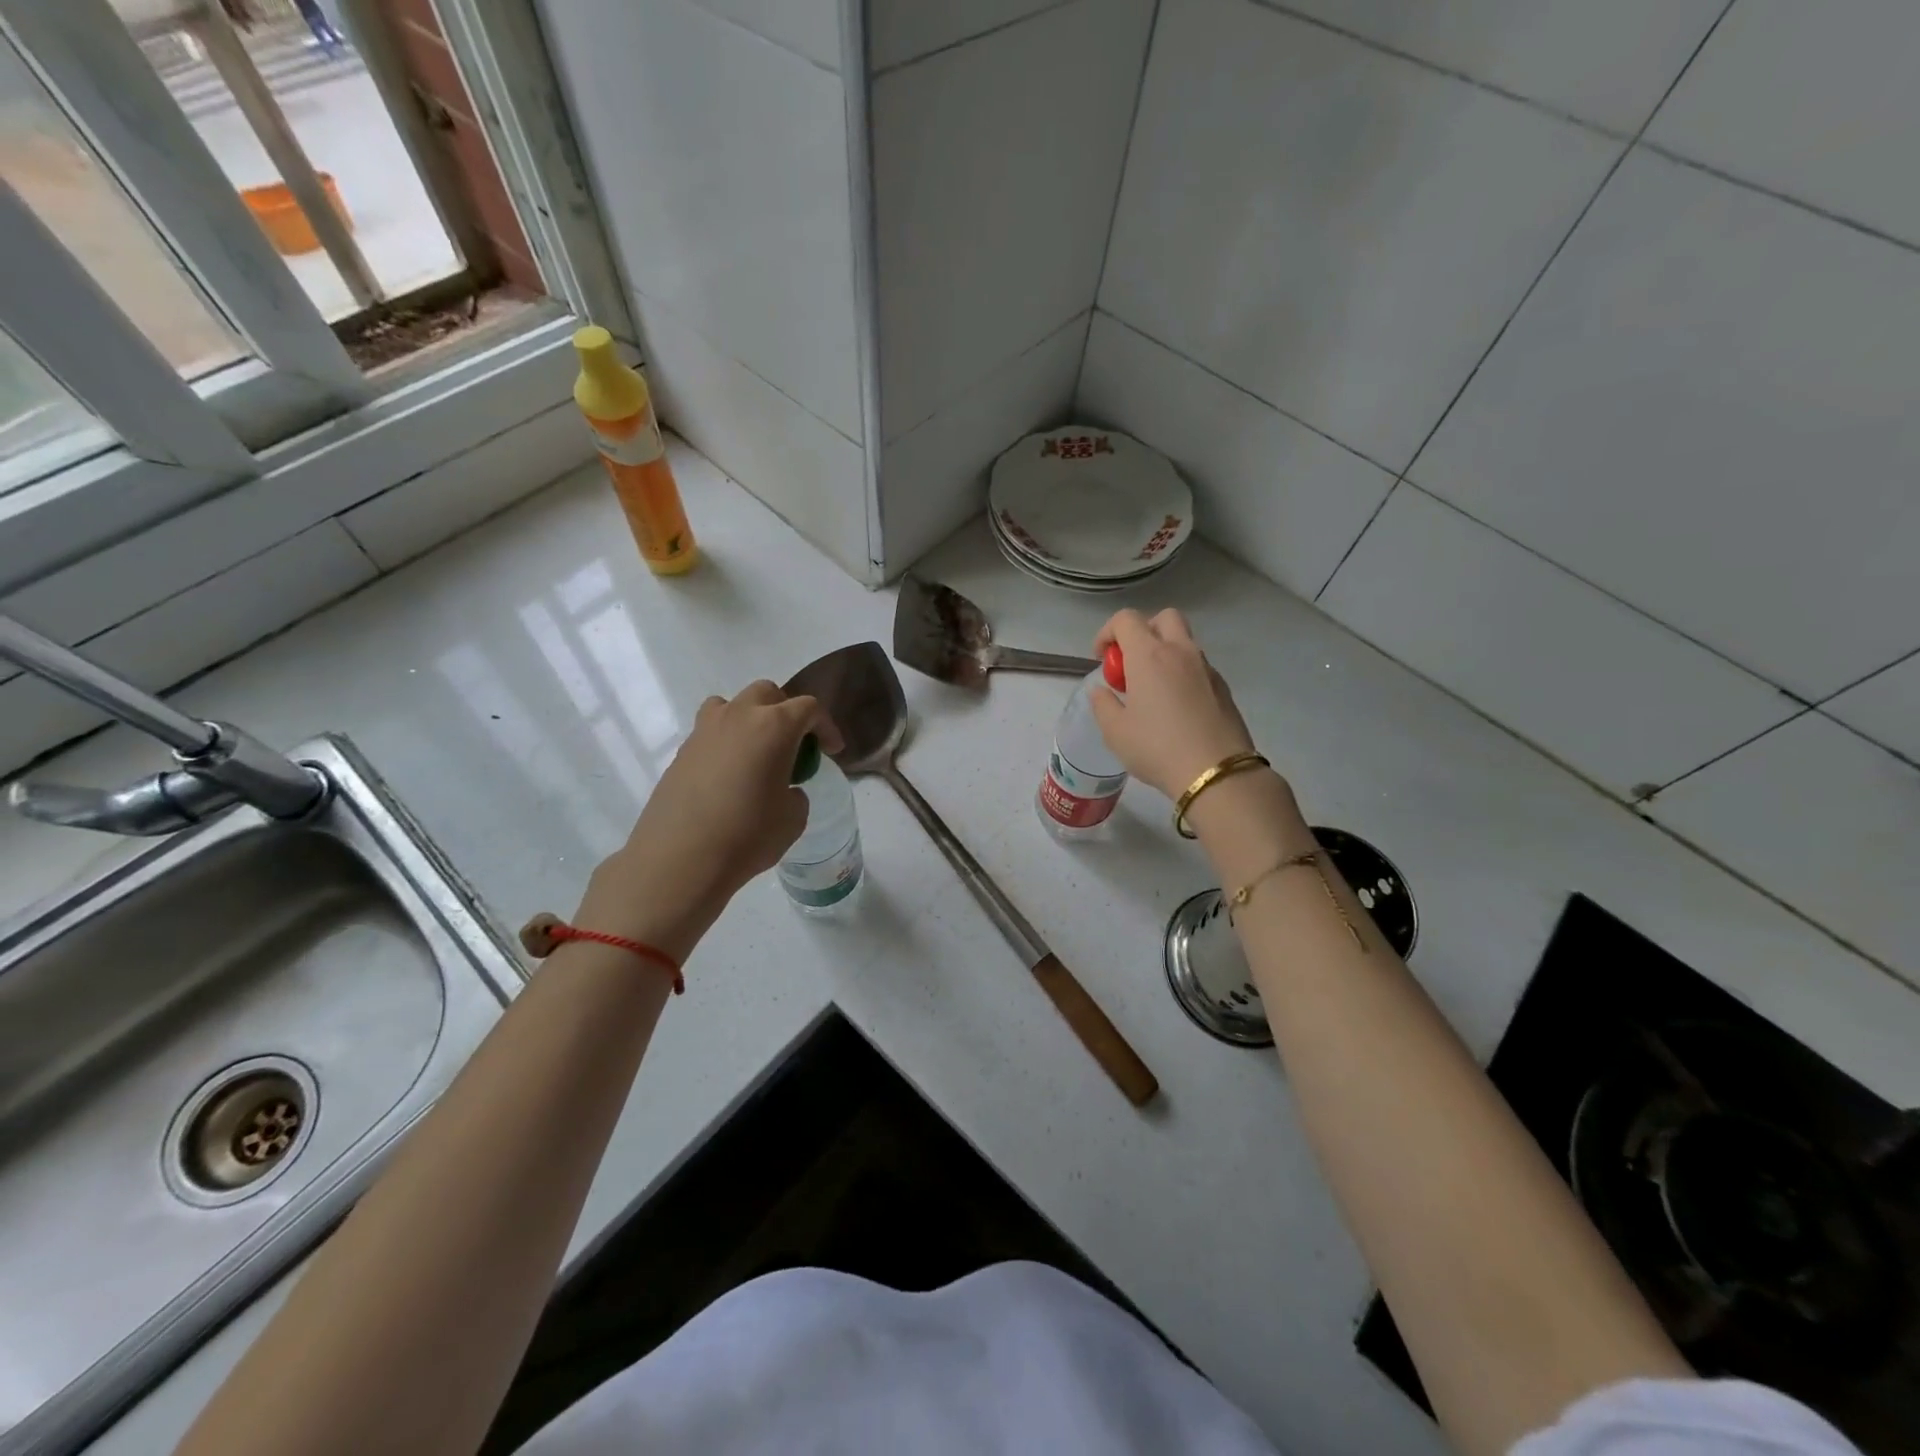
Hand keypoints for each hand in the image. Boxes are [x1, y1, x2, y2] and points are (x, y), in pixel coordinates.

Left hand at [574, 681, 840, 958]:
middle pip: (768, 693)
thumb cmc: (748, 835)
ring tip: (756, 751)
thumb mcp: (793, 818)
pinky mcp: (682, 751)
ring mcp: (704, 730)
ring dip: (750, 718)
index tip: (832, 750)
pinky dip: (726, 742)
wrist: (680, 859)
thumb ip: (795, 793)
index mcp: (774, 726)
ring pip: (732, 704)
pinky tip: (729, 775)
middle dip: (787, 712)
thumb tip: (784, 788)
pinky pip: (710, 731)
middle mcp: (738, 716)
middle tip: (795, 744)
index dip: (826, 727)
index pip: (809, 708)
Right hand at [1089, 609, 1257, 800]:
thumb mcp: (1116, 732)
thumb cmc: (1157, 748)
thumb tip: (1101, 691)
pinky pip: (1198, 666)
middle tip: (1131, 663)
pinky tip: (1176, 707)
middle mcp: (1180, 652)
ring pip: (1184, 641)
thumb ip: (1103, 705)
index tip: (1101, 658)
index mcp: (1149, 656)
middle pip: (1163, 618)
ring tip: (1152, 690)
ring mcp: (1206, 668)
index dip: (1107, 632)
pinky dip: (1182, 673)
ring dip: (1165, 653)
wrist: (1216, 773)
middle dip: (1143, 631)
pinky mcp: (1223, 687)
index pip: (1126, 619)